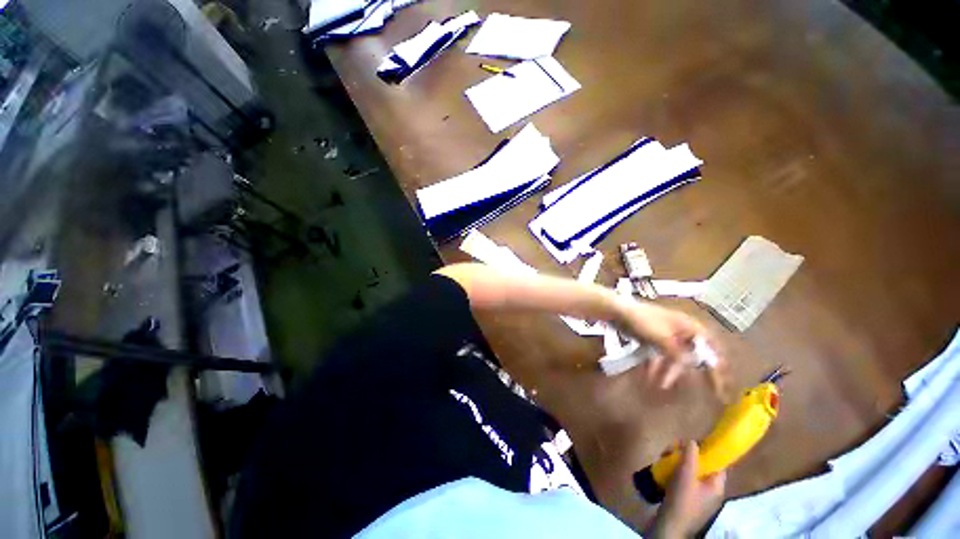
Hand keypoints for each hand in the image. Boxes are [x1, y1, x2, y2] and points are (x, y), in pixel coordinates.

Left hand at [610, 297, 725, 394]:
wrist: (620, 310)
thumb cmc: (644, 320)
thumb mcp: (664, 339)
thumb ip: (680, 355)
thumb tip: (693, 369)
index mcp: (692, 328)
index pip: (713, 351)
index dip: (720, 370)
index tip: (722, 388)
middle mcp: (684, 332)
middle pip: (695, 356)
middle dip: (694, 374)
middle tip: (703, 392)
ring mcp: (669, 336)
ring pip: (676, 358)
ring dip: (670, 372)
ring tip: (661, 386)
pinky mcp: (656, 339)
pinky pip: (662, 356)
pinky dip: (658, 365)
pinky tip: (651, 376)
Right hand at [648, 441, 725, 538]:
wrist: (669, 525)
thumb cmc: (682, 499)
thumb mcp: (686, 474)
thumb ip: (690, 456)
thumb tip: (693, 440)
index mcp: (716, 486)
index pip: (718, 464)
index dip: (708, 451)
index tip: (693, 441)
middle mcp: (709, 490)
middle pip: (701, 465)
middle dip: (686, 454)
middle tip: (672, 448)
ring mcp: (696, 495)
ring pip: (688, 471)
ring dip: (676, 460)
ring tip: (663, 456)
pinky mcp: (684, 498)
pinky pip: (681, 479)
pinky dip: (673, 471)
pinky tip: (661, 468)